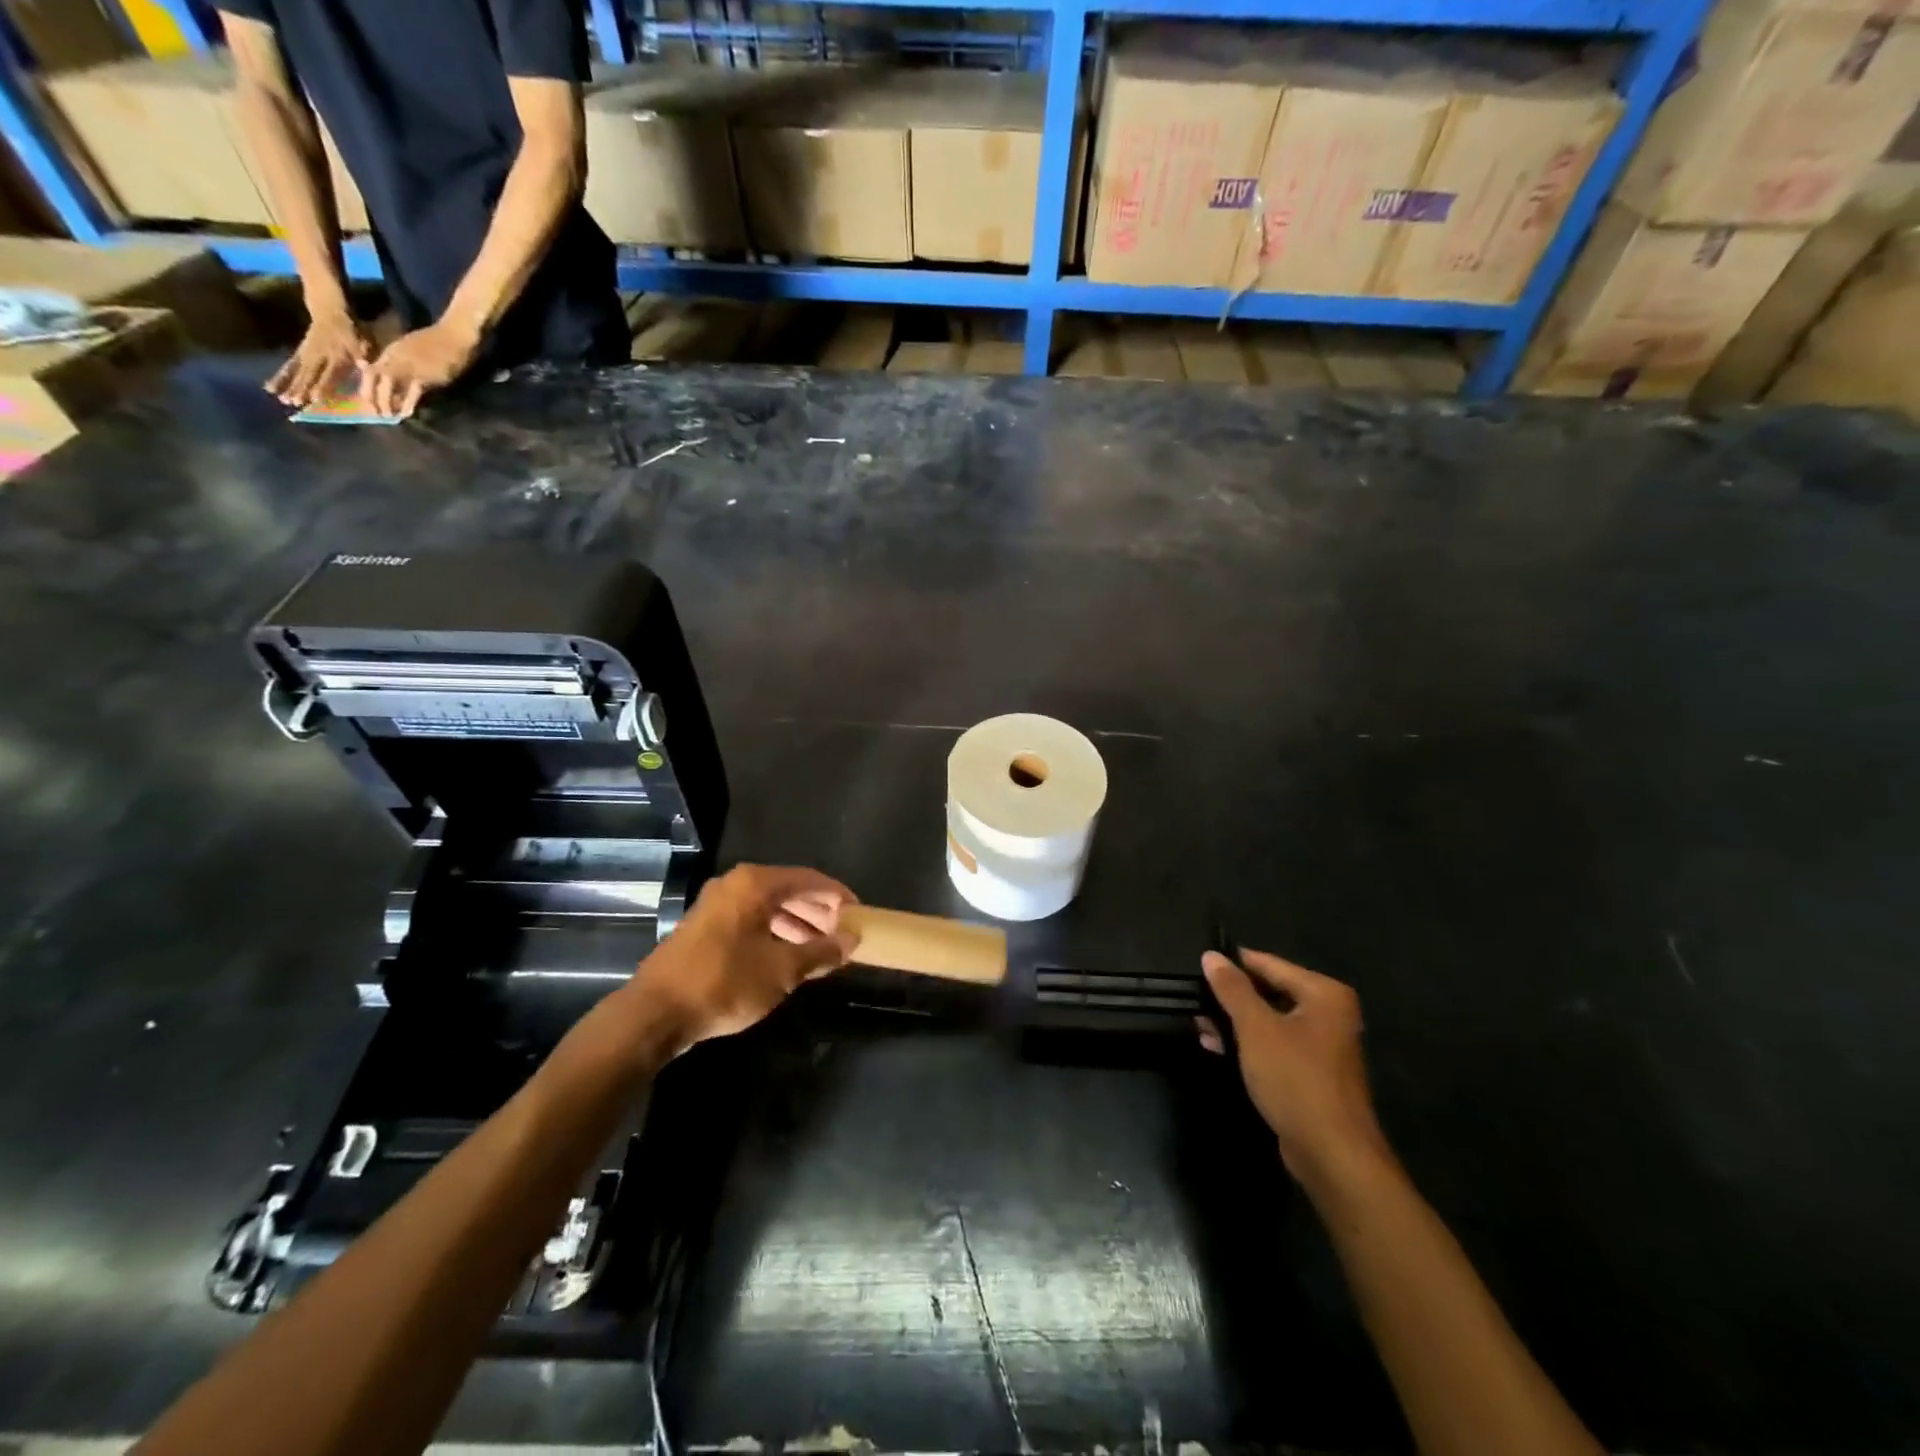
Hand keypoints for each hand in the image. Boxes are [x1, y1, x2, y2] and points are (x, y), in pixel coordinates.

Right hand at [266, 309, 370, 407]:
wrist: (328, 311)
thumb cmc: (349, 331)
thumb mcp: (359, 341)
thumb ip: (361, 355)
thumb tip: (365, 367)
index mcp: (335, 356)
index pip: (329, 374)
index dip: (322, 385)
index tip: (315, 398)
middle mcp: (317, 356)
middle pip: (308, 374)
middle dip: (301, 388)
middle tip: (294, 402)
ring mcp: (306, 354)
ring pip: (295, 371)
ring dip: (287, 385)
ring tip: (280, 398)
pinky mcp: (298, 353)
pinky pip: (288, 366)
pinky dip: (280, 377)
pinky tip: (270, 387)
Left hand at [360, 318, 482, 417]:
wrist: (454, 335)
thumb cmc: (438, 341)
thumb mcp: (414, 349)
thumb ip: (403, 360)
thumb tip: (397, 377)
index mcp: (392, 352)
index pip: (371, 369)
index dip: (367, 386)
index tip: (368, 400)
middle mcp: (395, 358)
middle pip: (374, 378)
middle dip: (371, 396)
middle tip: (374, 412)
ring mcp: (409, 366)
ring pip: (388, 385)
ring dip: (386, 402)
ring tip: (388, 416)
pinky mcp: (424, 375)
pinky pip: (411, 392)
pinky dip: (407, 404)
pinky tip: (406, 414)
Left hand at [636, 864, 856, 1053]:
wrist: (655, 1014)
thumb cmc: (725, 983)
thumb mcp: (782, 970)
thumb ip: (821, 952)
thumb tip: (851, 940)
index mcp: (755, 884)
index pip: (810, 879)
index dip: (839, 897)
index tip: (860, 915)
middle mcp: (735, 885)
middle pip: (789, 890)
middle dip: (819, 913)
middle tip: (844, 935)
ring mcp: (717, 905)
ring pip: (769, 907)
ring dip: (798, 925)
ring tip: (822, 950)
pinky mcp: (706, 928)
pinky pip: (752, 920)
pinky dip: (775, 933)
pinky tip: (790, 957)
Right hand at [1197, 948, 1393, 1184]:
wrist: (1332, 1154)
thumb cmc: (1295, 1079)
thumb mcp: (1256, 1028)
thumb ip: (1232, 988)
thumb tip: (1211, 955)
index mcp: (1323, 994)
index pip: (1269, 963)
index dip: (1232, 963)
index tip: (1197, 964)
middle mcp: (1328, 1013)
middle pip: (1269, 991)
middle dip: (1230, 997)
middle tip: (1193, 997)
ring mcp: (1321, 1045)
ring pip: (1268, 1020)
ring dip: (1234, 1022)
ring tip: (1198, 1023)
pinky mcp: (1310, 1073)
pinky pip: (1273, 1045)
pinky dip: (1247, 1044)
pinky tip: (1216, 1047)